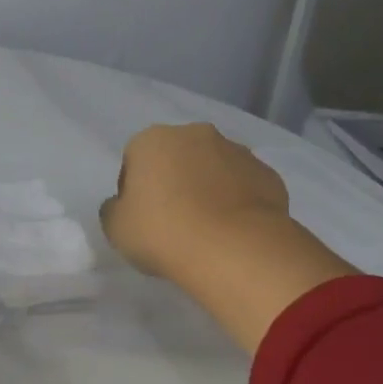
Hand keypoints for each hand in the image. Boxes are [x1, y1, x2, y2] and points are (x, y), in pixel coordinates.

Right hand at [100, 122, 289, 278]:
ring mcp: (237, 152)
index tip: (139, 218)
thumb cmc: (162, 232)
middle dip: (173, 182)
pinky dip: (235, 203)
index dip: (133, 190)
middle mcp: (196, 135)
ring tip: (205, 230)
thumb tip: (123, 205)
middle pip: (176, 158)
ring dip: (206, 189)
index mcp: (153, 140)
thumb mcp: (115, 227)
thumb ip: (114, 209)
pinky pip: (243, 187)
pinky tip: (231, 232)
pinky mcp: (268, 175)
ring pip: (212, 169)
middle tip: (171, 222)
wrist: (234, 248)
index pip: (134, 160)